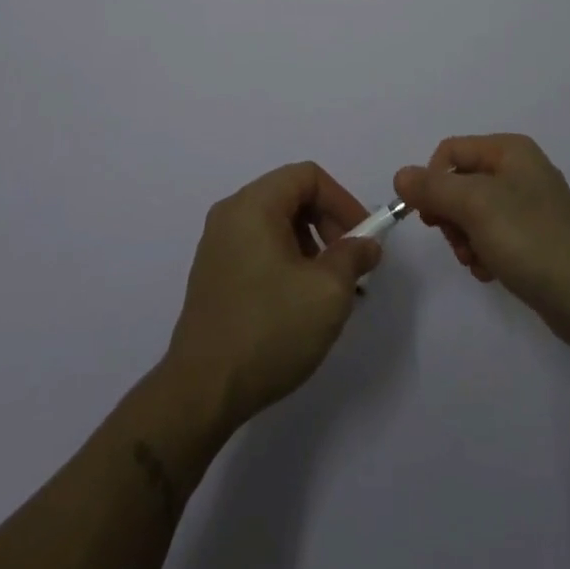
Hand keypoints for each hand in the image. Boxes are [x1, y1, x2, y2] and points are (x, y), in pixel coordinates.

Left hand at [164, 162, 383, 432]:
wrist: (202, 392)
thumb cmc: (269, 329)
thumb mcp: (328, 292)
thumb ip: (354, 257)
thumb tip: (367, 244)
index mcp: (254, 204)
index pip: (308, 176)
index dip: (342, 200)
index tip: (363, 238)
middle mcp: (231, 213)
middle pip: (291, 196)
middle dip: (328, 225)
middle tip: (349, 265)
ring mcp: (217, 244)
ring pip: (276, 225)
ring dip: (310, 246)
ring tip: (328, 290)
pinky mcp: (212, 274)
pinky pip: (258, 248)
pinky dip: (286, 261)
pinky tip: (299, 303)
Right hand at [395, 133, 569, 348]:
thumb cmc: (530, 238)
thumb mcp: (474, 205)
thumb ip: (433, 188)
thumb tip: (400, 175)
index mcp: (509, 150)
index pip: (450, 152)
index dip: (433, 181)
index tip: (431, 217)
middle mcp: (519, 170)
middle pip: (460, 183)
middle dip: (451, 216)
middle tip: (457, 242)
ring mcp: (530, 206)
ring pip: (473, 214)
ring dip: (465, 239)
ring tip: (477, 262)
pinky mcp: (535, 239)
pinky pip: (493, 237)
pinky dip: (484, 253)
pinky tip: (490, 273)